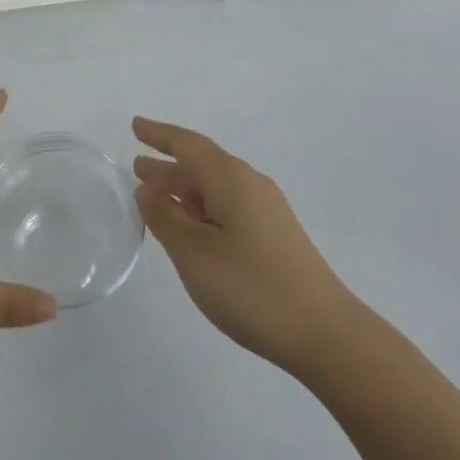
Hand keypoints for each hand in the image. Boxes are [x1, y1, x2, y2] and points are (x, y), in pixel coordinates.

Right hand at [132, 117, 351, 377]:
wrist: (325, 333)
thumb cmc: (251, 287)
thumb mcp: (193, 252)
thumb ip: (164, 217)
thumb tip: (147, 189)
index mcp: (231, 179)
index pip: (188, 145)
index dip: (158, 135)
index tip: (134, 125)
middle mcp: (250, 185)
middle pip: (202, 164)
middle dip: (168, 165)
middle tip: (136, 166)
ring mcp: (266, 211)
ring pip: (214, 188)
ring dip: (183, 189)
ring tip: (153, 195)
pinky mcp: (274, 236)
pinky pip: (227, 206)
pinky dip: (201, 207)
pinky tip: (189, 227)